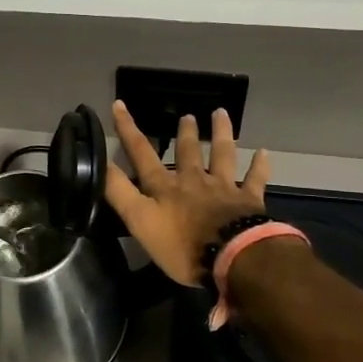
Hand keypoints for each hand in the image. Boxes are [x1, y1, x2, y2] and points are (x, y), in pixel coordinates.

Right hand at [105, 101, 270, 287]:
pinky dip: (259, 166)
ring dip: (220, 134)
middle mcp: (193, 180)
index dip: (128, 129)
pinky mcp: (249, 201)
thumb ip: (120, 193)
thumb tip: (99, 163)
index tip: (119, 105)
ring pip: (221, 155)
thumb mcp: (140, 221)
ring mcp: (223, 188)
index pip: (141, 153)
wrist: (233, 256)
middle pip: (187, 152)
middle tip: (187, 115)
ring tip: (221, 114)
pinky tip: (263, 152)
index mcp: (165, 187)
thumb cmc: (182, 245)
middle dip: (184, 132)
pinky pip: (255, 179)